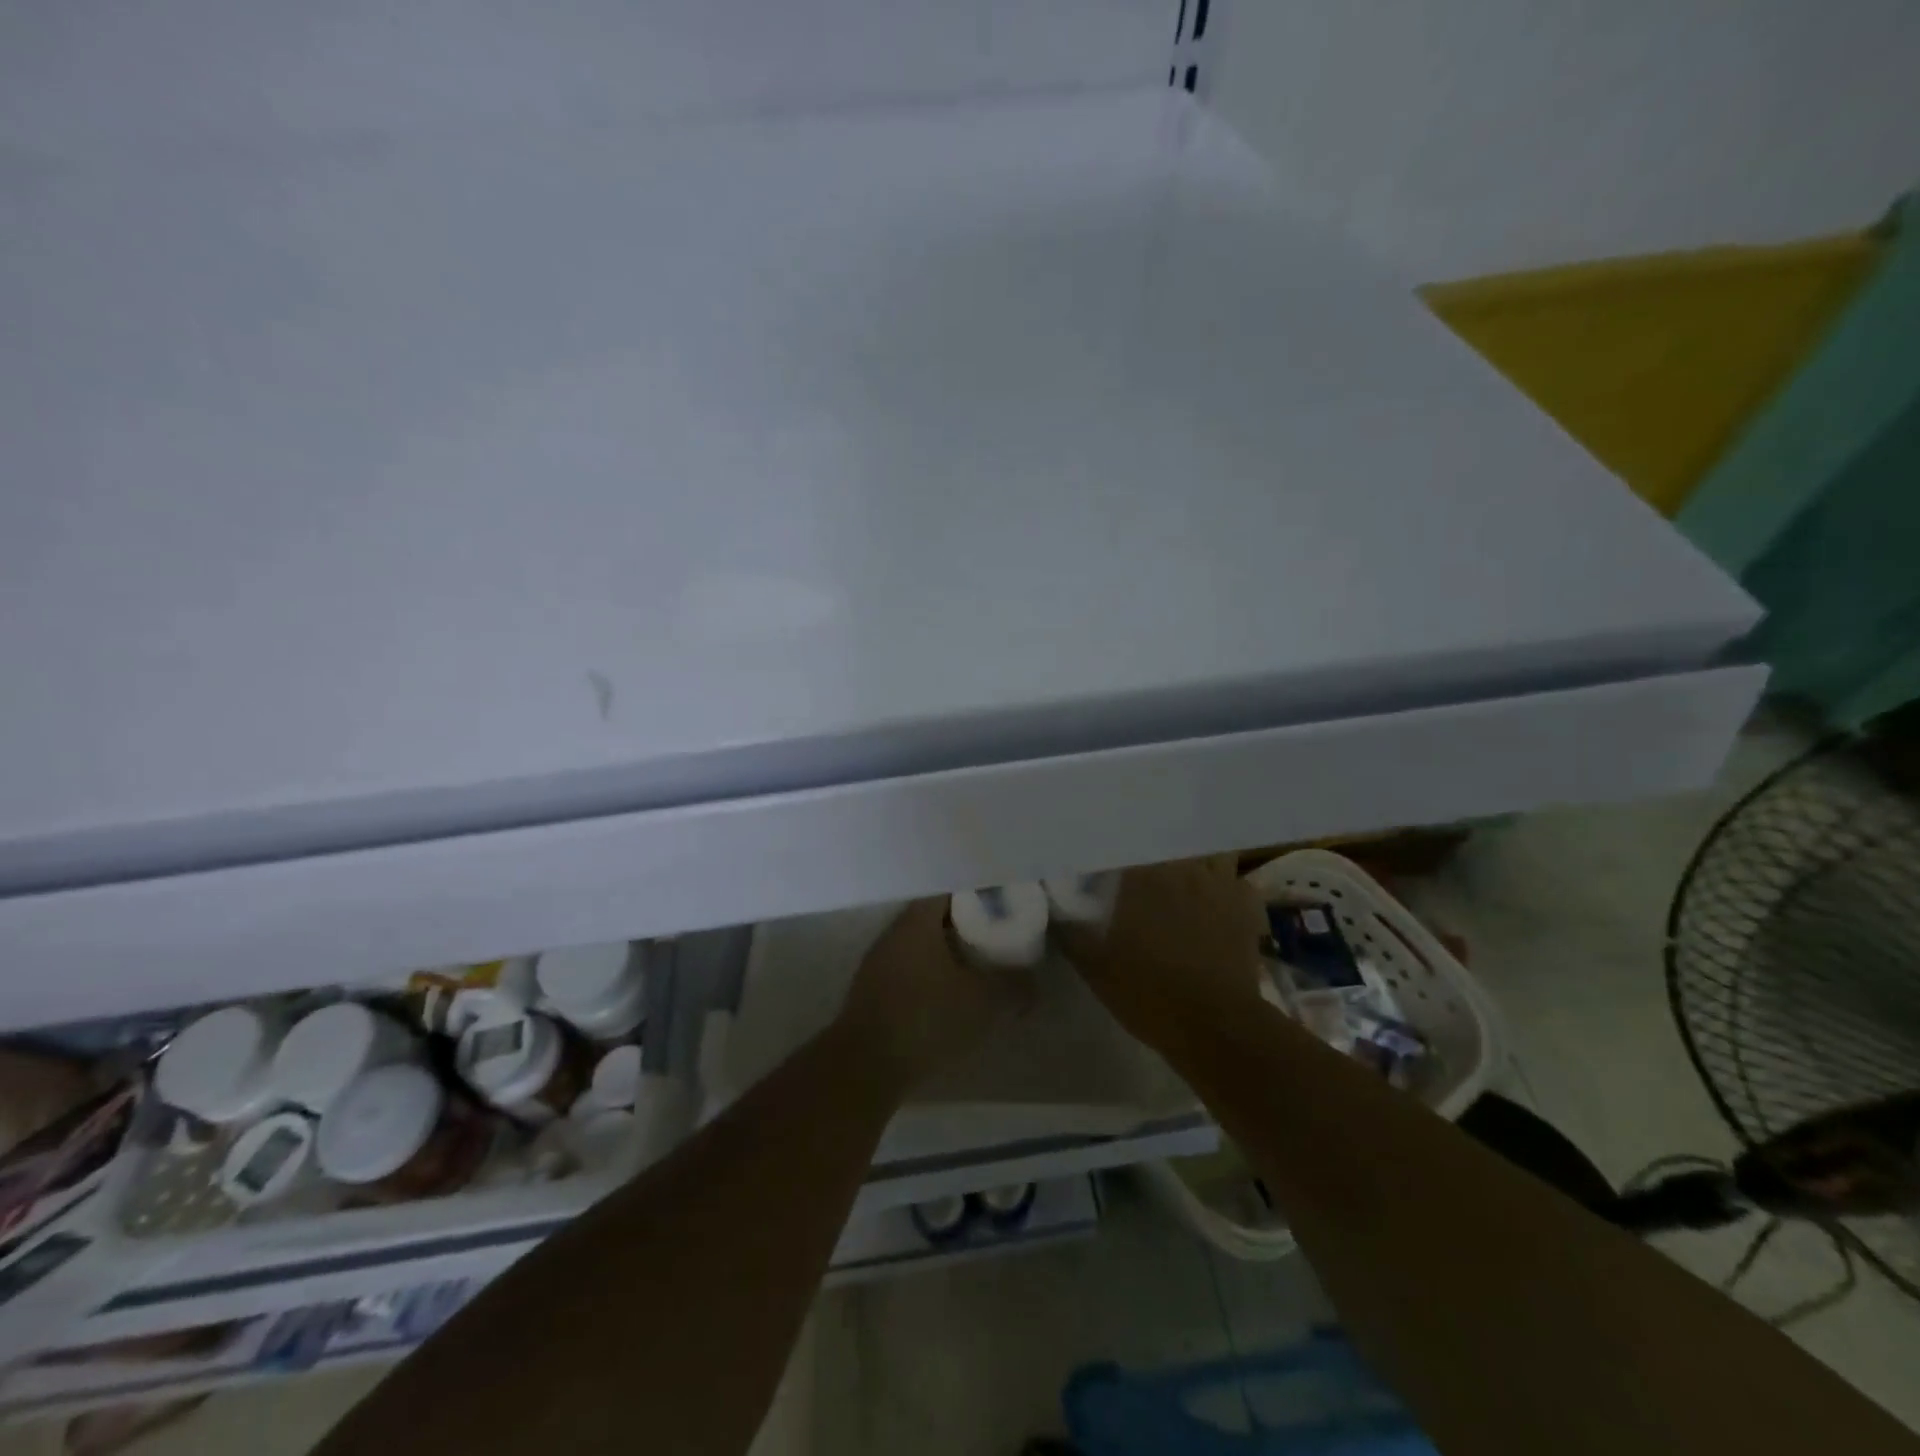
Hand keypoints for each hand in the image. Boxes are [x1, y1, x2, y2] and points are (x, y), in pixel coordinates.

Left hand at [837, 900, 1032, 1091]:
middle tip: (997, 936)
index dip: (978, 895)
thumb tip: (1032, 981)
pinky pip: (909, 970)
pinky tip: (950, 996)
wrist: (866, 1067)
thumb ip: (1014, 986)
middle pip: (935, 917)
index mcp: (918, 920)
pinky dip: (931, 976)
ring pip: (921, 946)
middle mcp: (894, 932)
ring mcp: (878, 962)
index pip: (950, 890)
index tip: (1002, 904)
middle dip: (966, 925)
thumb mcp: (985, 1002)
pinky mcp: (872, 992)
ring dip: (947, 953)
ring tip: (979, 967)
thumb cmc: (927, 1018)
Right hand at [1054, 857, 1267, 1053]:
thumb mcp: (1096, 969)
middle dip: (1157, 843)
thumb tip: (1056, 909)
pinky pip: (1237, 881)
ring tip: (1183, 869)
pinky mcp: (1247, 907)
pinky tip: (1217, 899)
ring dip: (1197, 856)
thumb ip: (1072, 933)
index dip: (1116, 841)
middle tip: (1144, 856)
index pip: (1128, 840)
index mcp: (1143, 877)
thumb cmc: (1150, 993)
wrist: (1217, 1027)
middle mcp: (1183, 868)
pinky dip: (1227, 885)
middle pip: (1172, 837)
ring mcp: (1220, 884)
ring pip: (1210, 850)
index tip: (1106, 848)